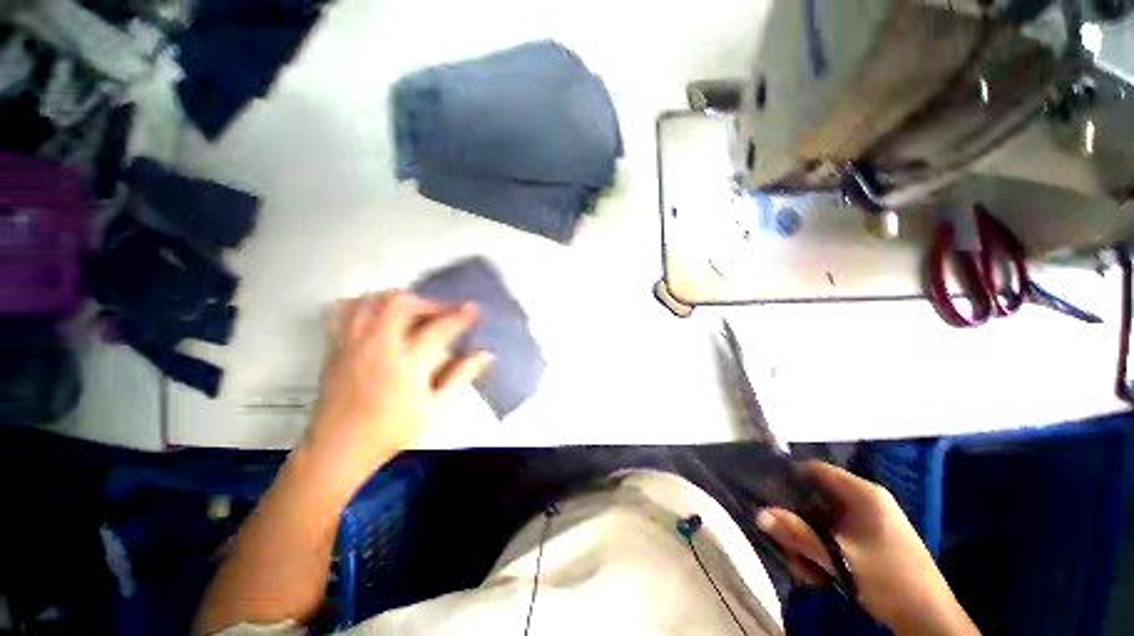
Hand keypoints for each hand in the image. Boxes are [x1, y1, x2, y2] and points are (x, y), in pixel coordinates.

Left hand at [301, 291, 491, 488]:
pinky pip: (345, 310)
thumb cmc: (392, 431)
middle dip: (426, 301)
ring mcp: (353, 344)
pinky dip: (365, 304)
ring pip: (371, 301)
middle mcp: (378, 347)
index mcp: (406, 365)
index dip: (459, 316)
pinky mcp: (335, 347)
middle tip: (441, 311)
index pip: (438, 329)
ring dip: (396, 298)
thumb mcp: (436, 407)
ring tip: (412, 309)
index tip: (473, 309)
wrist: (339, 448)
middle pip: (400, 304)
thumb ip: (461, 375)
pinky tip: (377, 314)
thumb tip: (485, 354)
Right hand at [756, 461, 978, 635]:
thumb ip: (800, 534)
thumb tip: (760, 514)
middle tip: (784, 540)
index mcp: (864, 494)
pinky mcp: (870, 542)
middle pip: (816, 498)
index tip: (767, 493)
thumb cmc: (889, 579)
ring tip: (804, 567)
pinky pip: (835, 537)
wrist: (930, 620)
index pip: (816, 470)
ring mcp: (869, 523)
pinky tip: (818, 574)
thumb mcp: (840, 558)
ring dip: (808, 542)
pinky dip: (822, 551)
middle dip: (797, 520)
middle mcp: (865, 502)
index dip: (790, 477)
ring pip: (823, 521)